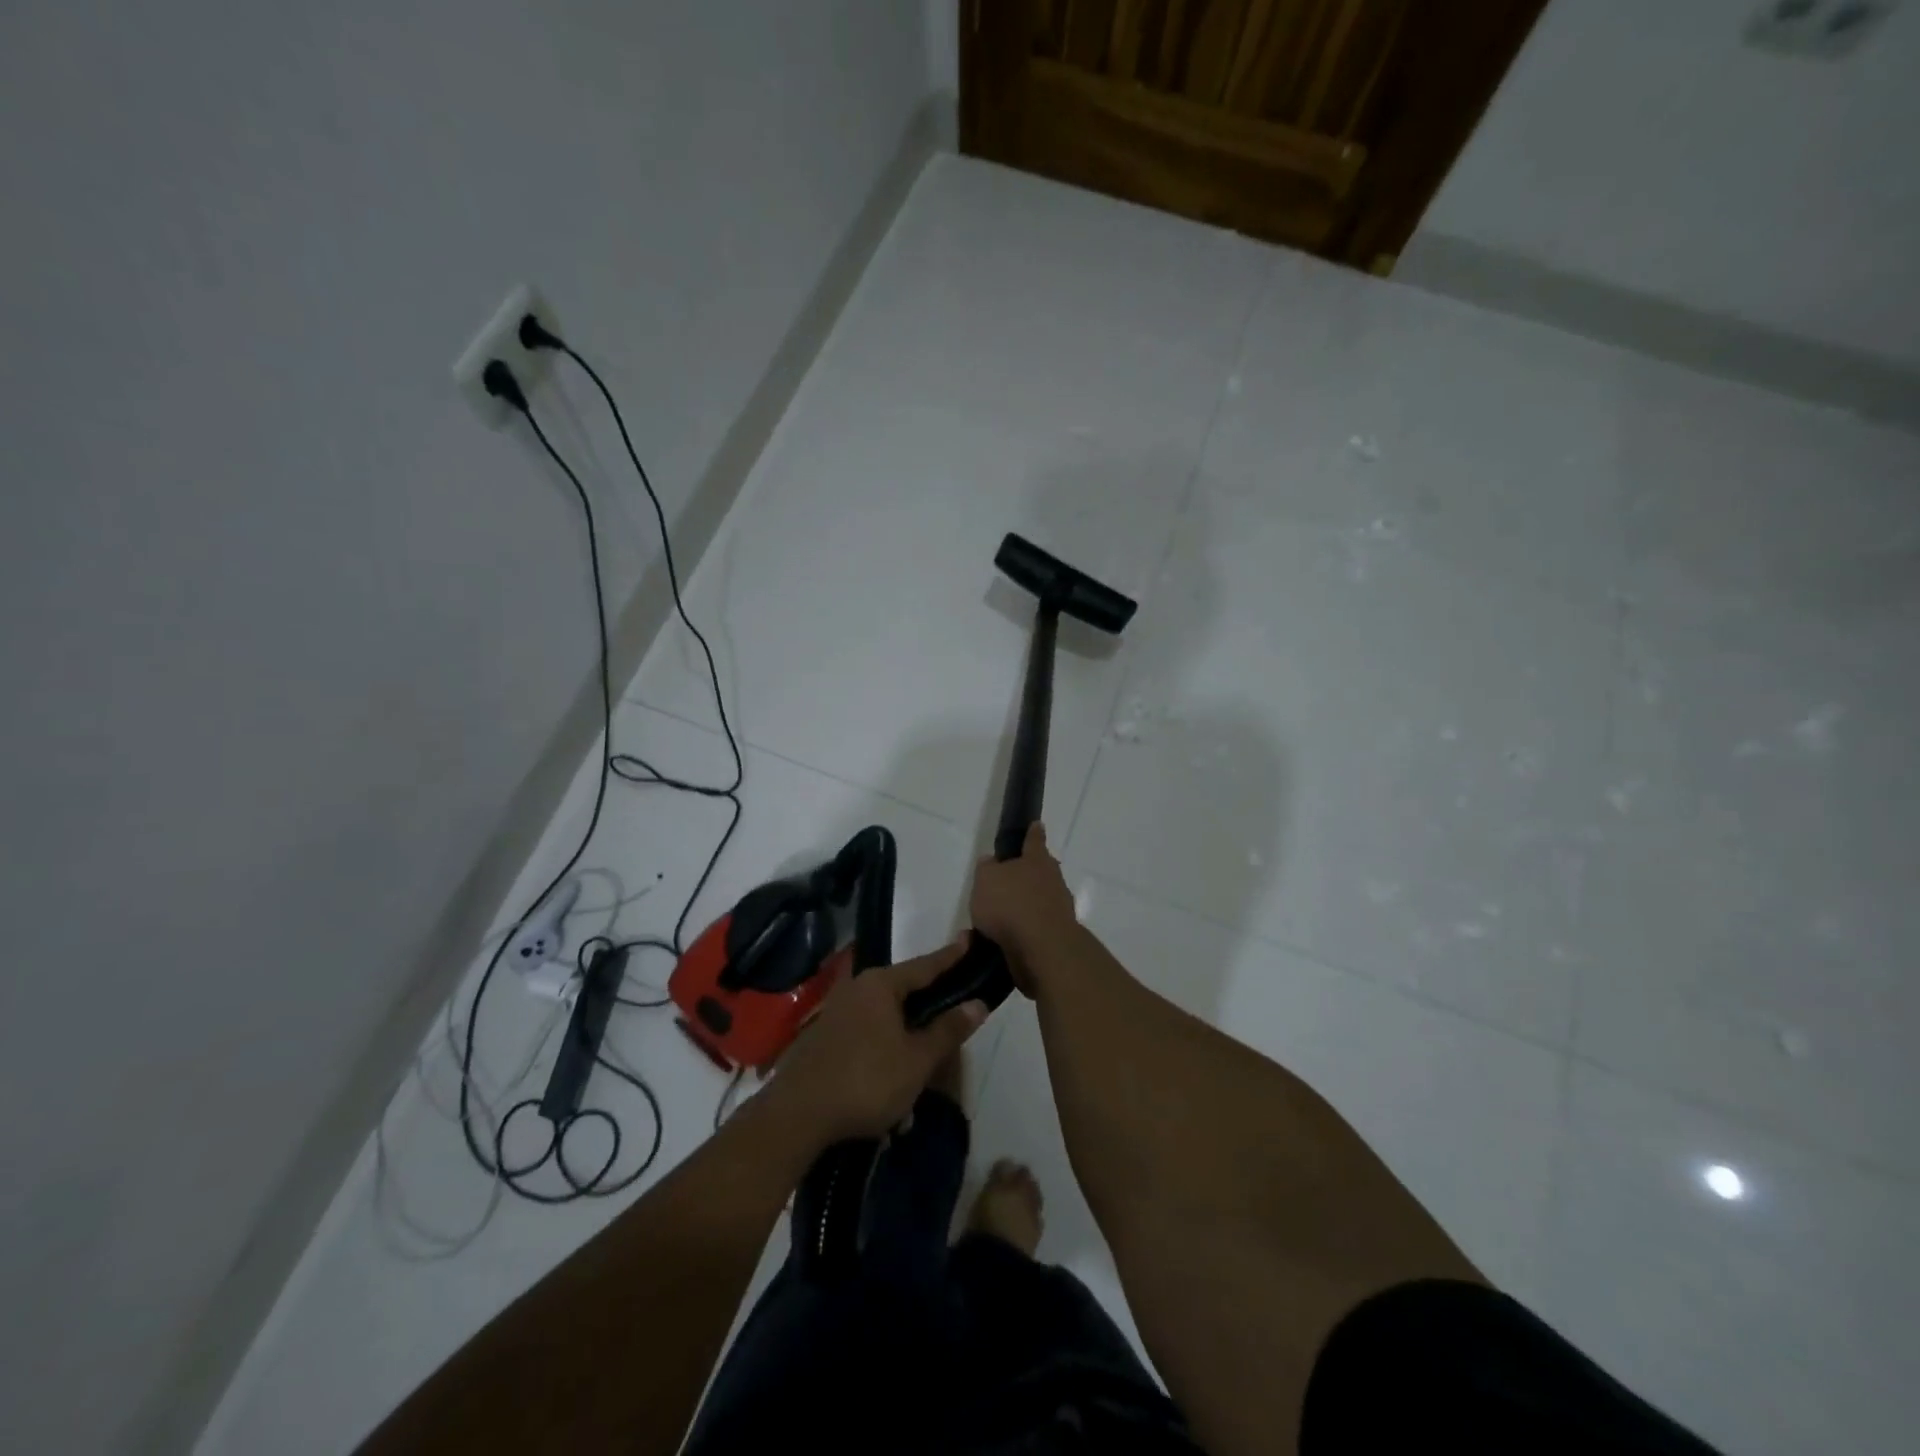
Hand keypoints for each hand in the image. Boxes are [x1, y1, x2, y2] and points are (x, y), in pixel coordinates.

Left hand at [770, 940, 987, 1145]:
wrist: (797, 1115)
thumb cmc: (866, 1080)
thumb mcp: (917, 1060)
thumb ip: (948, 1030)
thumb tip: (978, 1003)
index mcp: (881, 984)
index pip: (925, 965)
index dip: (950, 956)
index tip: (968, 939)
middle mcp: (857, 987)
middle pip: (903, 988)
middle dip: (928, 1000)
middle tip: (954, 1003)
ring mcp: (837, 1010)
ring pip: (884, 1014)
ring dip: (905, 1031)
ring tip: (925, 1052)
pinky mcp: (824, 1035)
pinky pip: (866, 1031)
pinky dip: (884, 1044)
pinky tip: (892, 1074)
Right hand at [970, 822, 1078, 991]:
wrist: (1042, 948)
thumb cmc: (1011, 904)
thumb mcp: (986, 879)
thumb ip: (987, 869)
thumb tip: (992, 862)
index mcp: (1037, 860)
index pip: (1034, 840)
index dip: (1033, 832)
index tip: (1037, 825)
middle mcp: (1053, 880)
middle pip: (1041, 870)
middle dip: (1028, 873)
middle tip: (1009, 879)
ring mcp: (1059, 908)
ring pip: (1041, 899)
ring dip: (1025, 905)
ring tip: (999, 918)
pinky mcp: (1057, 935)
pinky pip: (1037, 926)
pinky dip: (1025, 929)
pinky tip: (1007, 939)